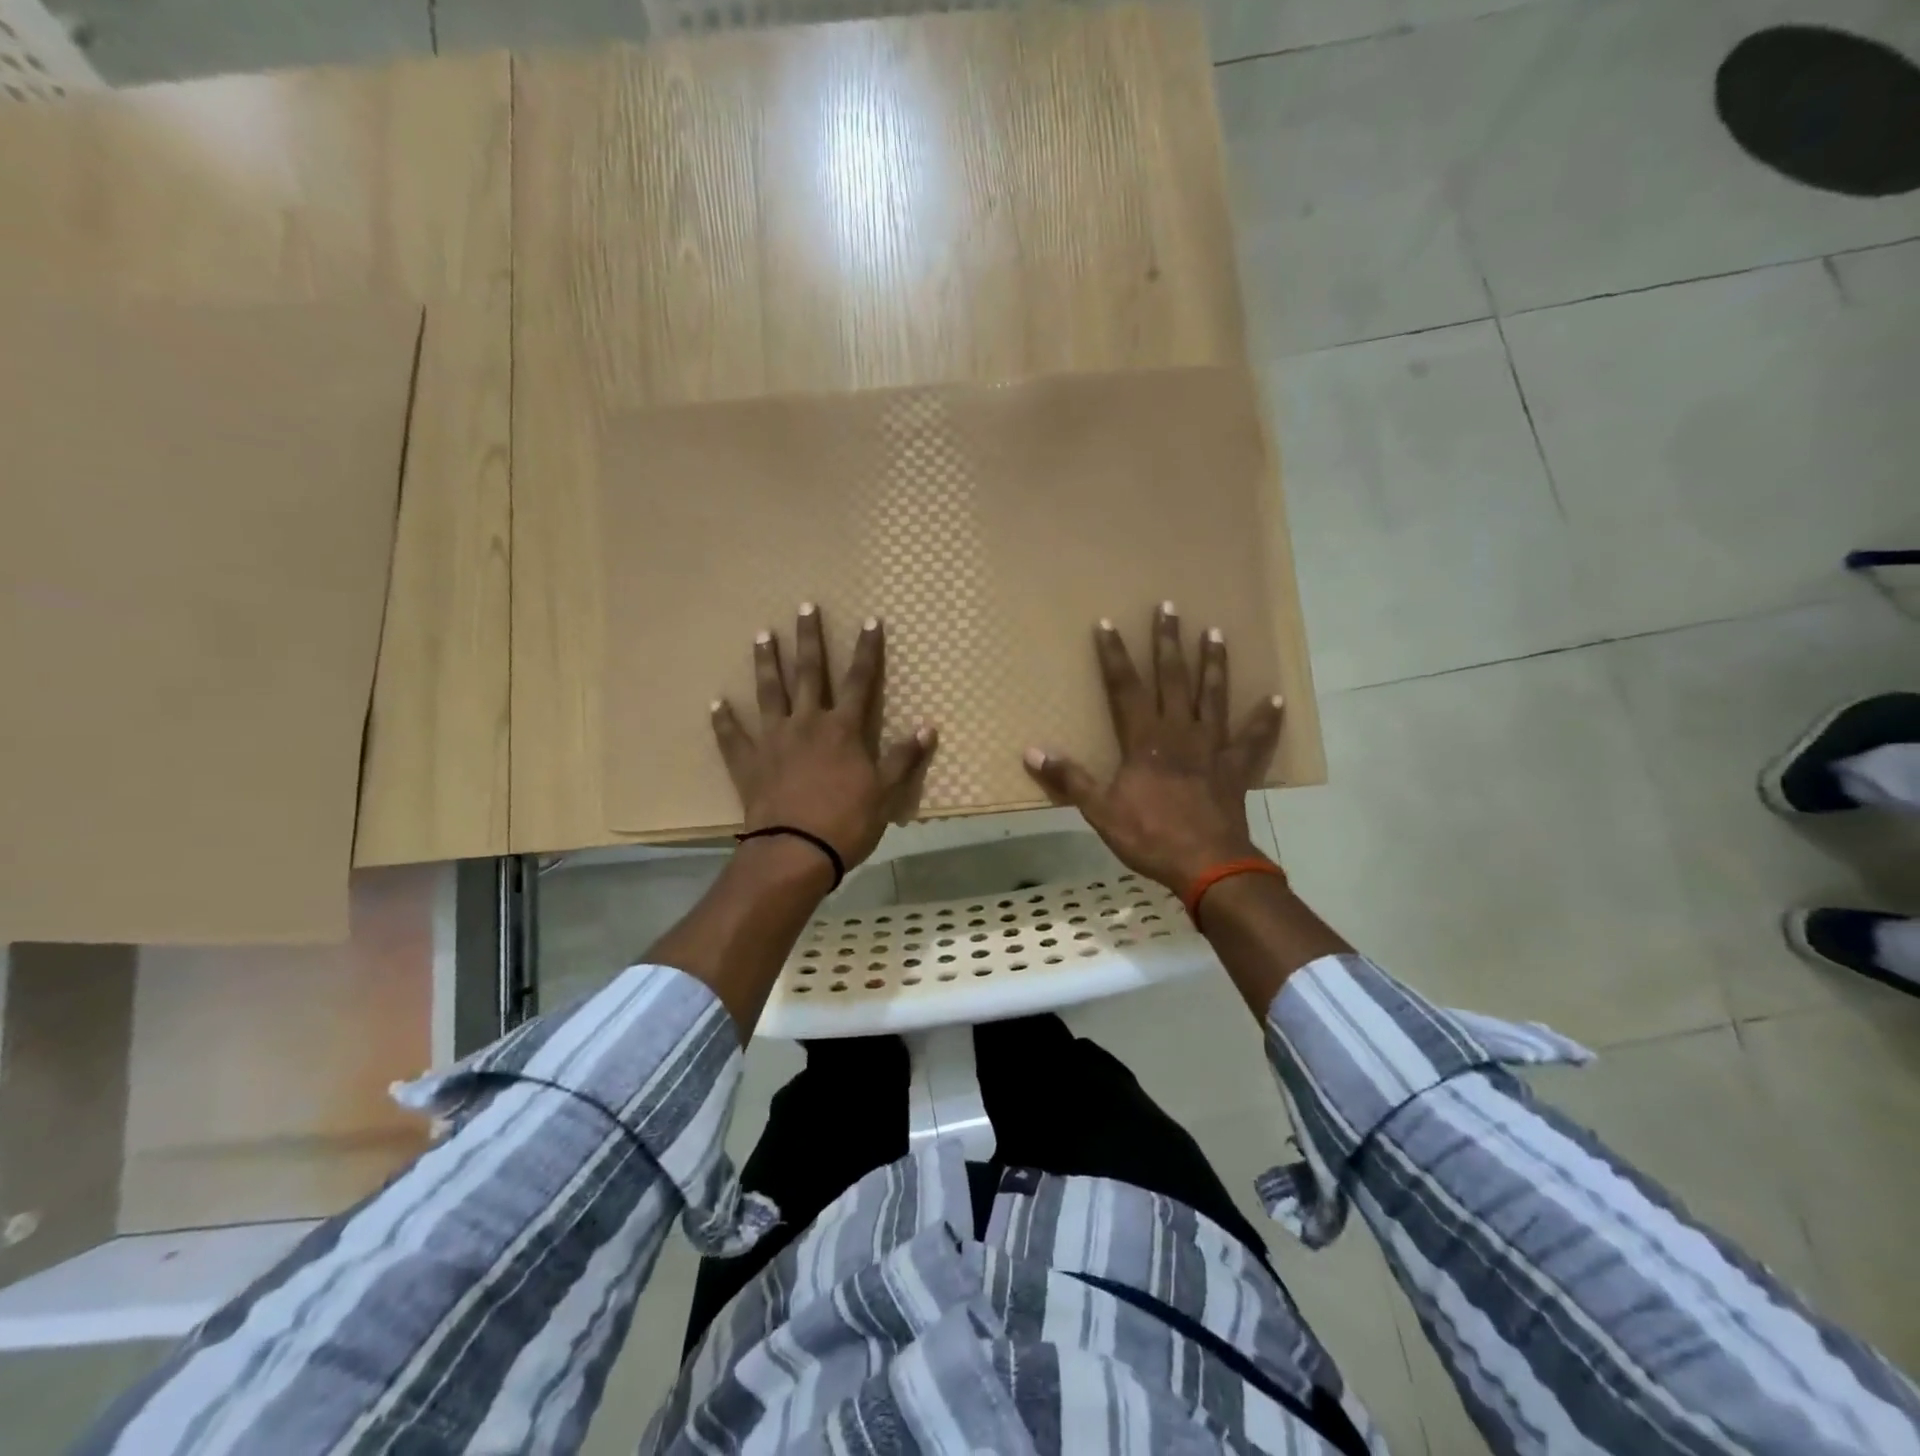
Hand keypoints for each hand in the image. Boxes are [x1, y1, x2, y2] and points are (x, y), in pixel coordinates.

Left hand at [711, 604, 936, 871]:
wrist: (795, 851)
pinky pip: (732, 737)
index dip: (867, 650)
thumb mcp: (886, 793)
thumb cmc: (847, 822)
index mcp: (843, 729)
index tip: (869, 621)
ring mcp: (774, 740)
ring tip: (762, 636)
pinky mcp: (748, 762)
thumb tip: (929, 727)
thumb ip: (904, 758)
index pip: (860, 681)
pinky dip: (724, 721)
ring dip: (767, 663)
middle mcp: (807, 724)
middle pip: (810, 674)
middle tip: (804, 607)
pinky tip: (715, 703)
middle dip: (809, 639)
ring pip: (769, 693)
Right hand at [1022, 602, 1283, 891]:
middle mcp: (1180, 733)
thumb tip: (1031, 752)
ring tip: (1216, 633)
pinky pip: (1254, 739)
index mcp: (1145, 740)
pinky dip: (1266, 720)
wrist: (1207, 864)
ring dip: (1214, 664)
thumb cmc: (1150, 836)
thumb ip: (1070, 778)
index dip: (1114, 656)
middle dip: (1167, 643)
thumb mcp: (1100, 810)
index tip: (1107, 623)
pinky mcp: (1236, 768)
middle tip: (1170, 608)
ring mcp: (1212, 748)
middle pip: (1173, 679)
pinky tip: (1277, 699)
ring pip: (1213, 697)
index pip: (1125, 687)